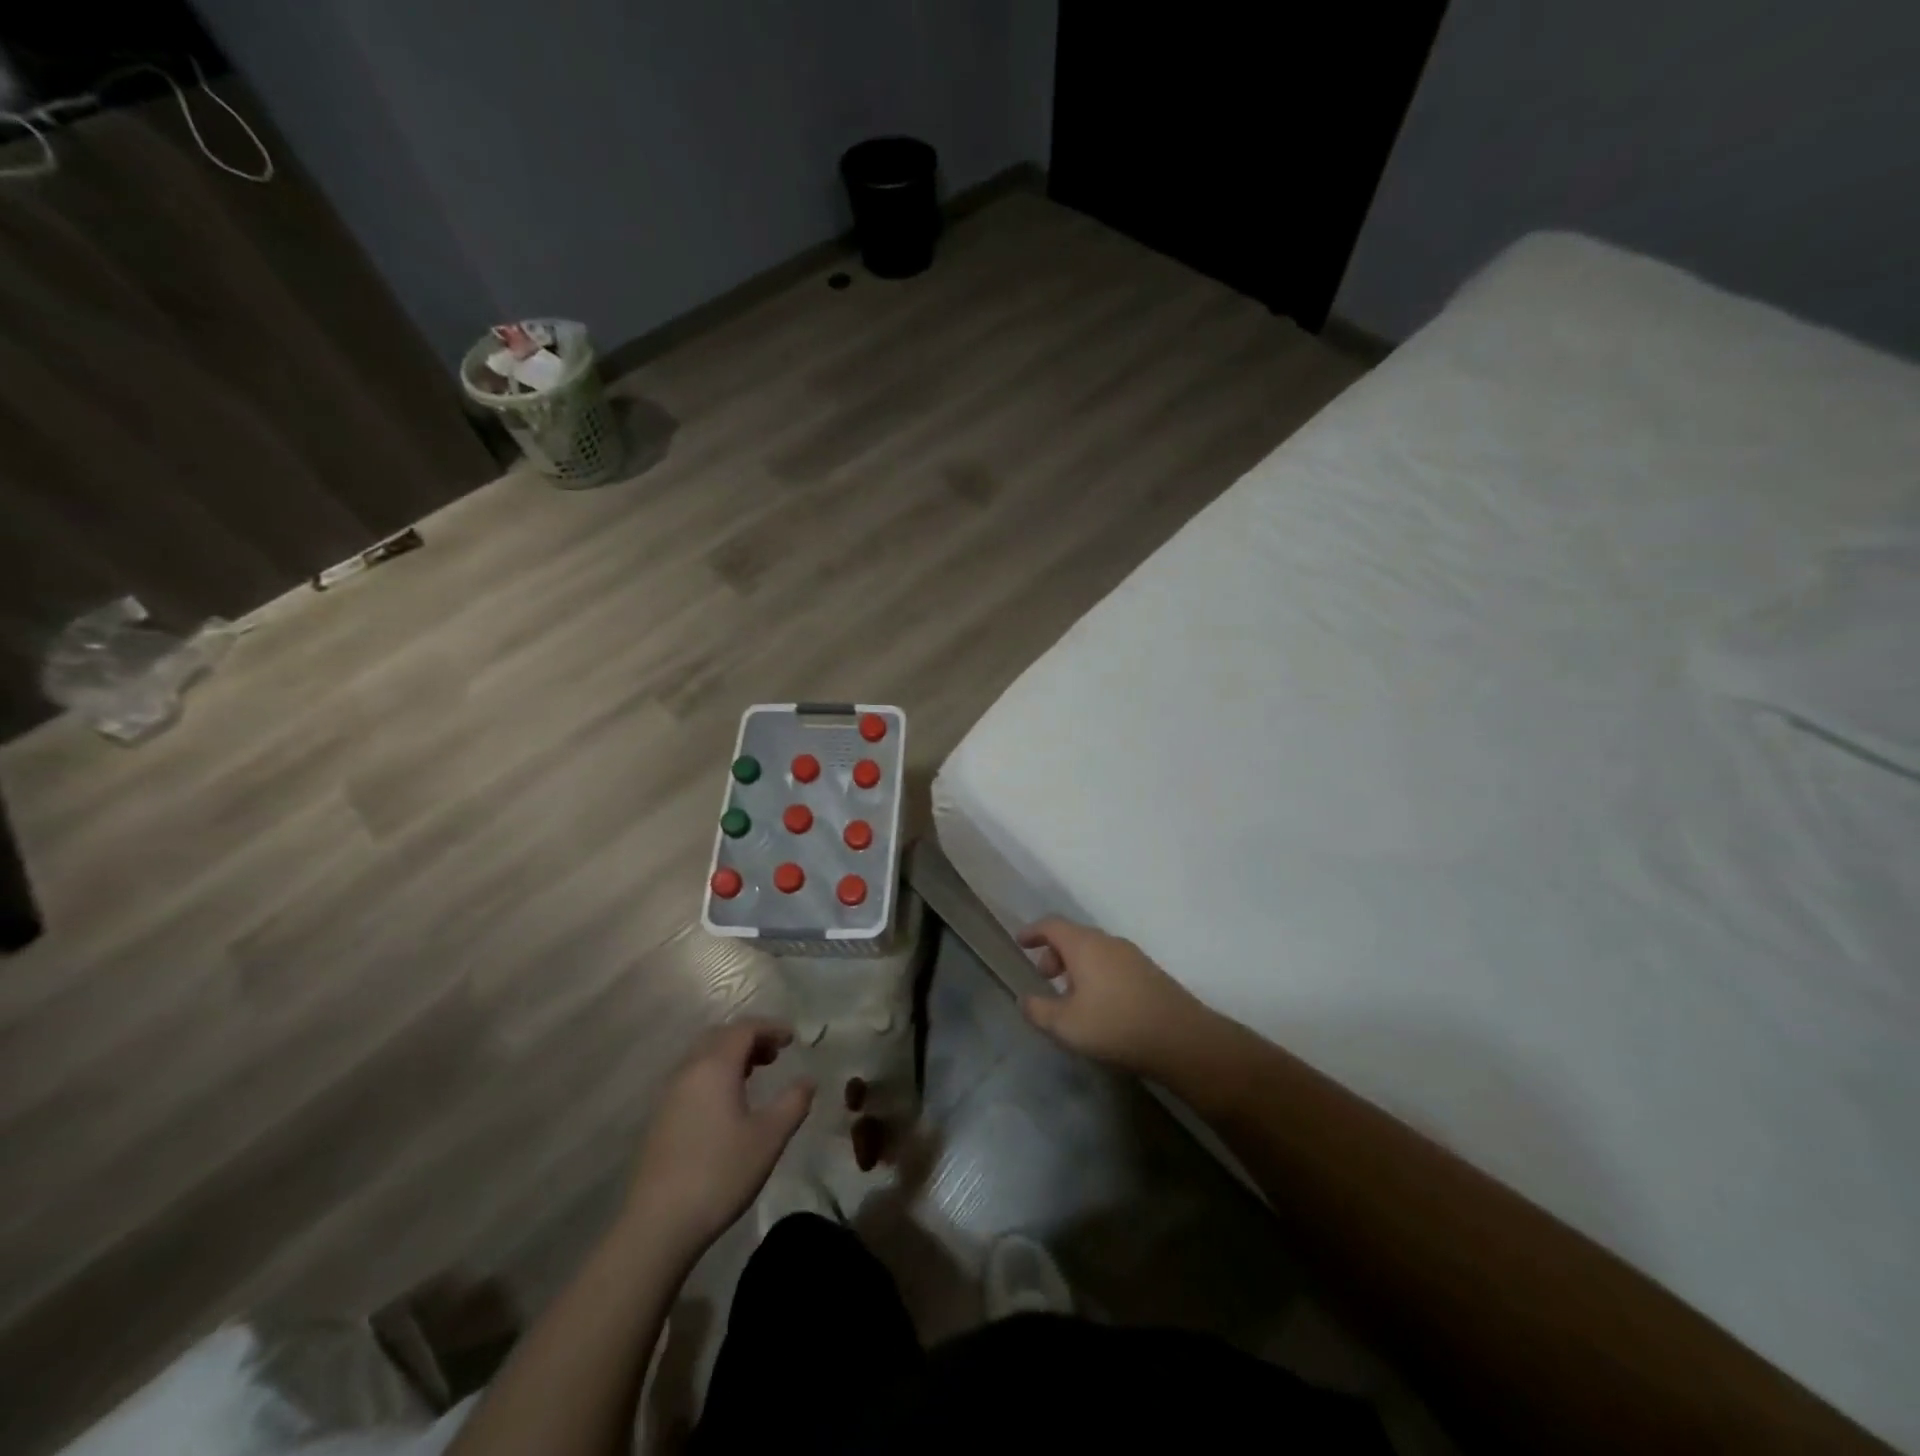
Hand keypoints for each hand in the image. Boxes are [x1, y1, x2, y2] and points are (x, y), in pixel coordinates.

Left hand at [621, 1021, 814, 1256]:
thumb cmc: (720, 1173)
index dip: (771, 1027)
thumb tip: (808, 1080)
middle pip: (720, 1037)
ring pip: (702, 1057)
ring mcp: (669, 1095)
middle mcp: (688, 1071)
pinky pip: (691, 1078)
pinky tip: (727, 1103)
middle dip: (750, 1038)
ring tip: (755, 1074)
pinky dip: (714, 1074)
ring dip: (730, 1056)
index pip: (744, 1029)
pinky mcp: (659, 1118)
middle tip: (775, 1054)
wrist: (658, 1224)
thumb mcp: (769, 1138)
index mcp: (714, 1066)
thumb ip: (793, 1102)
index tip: (793, 1038)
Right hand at [1017, 918, 1223, 1080]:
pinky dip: (1096, 973)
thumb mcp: (1065, 1025)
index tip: (1020, 942)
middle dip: (1055, 953)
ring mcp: (1132, 955)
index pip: (1052, 925)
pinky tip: (1099, 1004)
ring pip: (1095, 950)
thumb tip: (1025, 999)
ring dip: (1076, 965)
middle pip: (1074, 937)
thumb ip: (1038, 1010)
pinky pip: (1112, 963)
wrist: (1180, 1038)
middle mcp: (1108, 942)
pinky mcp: (1149, 972)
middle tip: (1045, 977)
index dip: (1033, 932)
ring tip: (1071, 996)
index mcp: (1084, 945)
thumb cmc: (1114, 1025)